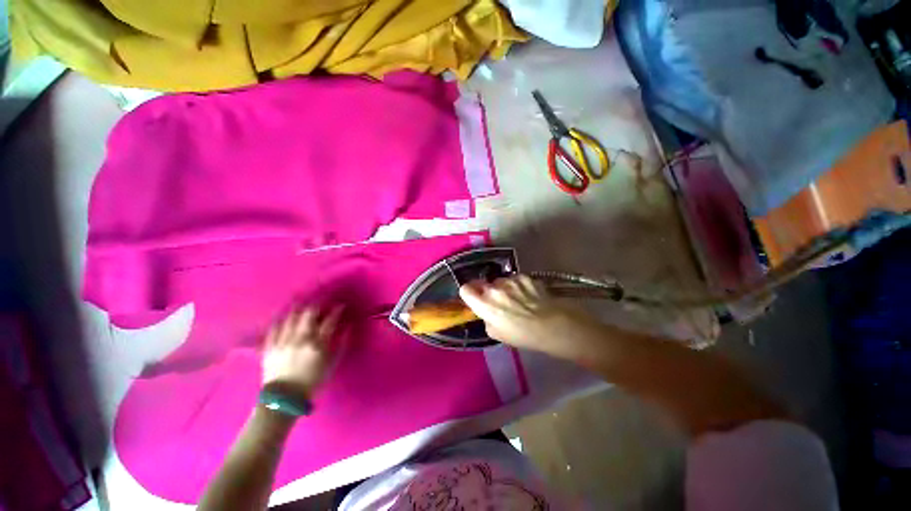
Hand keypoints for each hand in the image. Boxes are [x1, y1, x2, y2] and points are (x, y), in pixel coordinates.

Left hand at [261, 306, 343, 394]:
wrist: (283, 398)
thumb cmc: (312, 381)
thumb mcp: (332, 364)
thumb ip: (341, 343)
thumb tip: (348, 326)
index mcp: (318, 344)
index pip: (330, 320)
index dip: (337, 310)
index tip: (341, 305)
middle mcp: (300, 339)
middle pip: (310, 313)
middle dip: (318, 303)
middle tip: (323, 300)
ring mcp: (283, 341)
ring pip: (292, 316)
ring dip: (300, 307)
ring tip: (305, 302)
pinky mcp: (270, 346)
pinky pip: (274, 327)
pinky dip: (281, 318)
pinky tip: (285, 313)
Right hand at [459, 275, 595, 355]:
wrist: (554, 326)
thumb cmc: (524, 336)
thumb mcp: (498, 335)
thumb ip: (487, 319)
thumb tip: (488, 312)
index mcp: (485, 304)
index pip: (465, 289)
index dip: (468, 292)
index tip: (474, 297)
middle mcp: (495, 288)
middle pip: (483, 284)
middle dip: (487, 291)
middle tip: (499, 302)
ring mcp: (510, 280)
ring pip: (500, 281)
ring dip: (504, 288)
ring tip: (518, 299)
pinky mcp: (525, 276)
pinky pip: (515, 279)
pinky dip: (518, 285)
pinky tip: (529, 295)